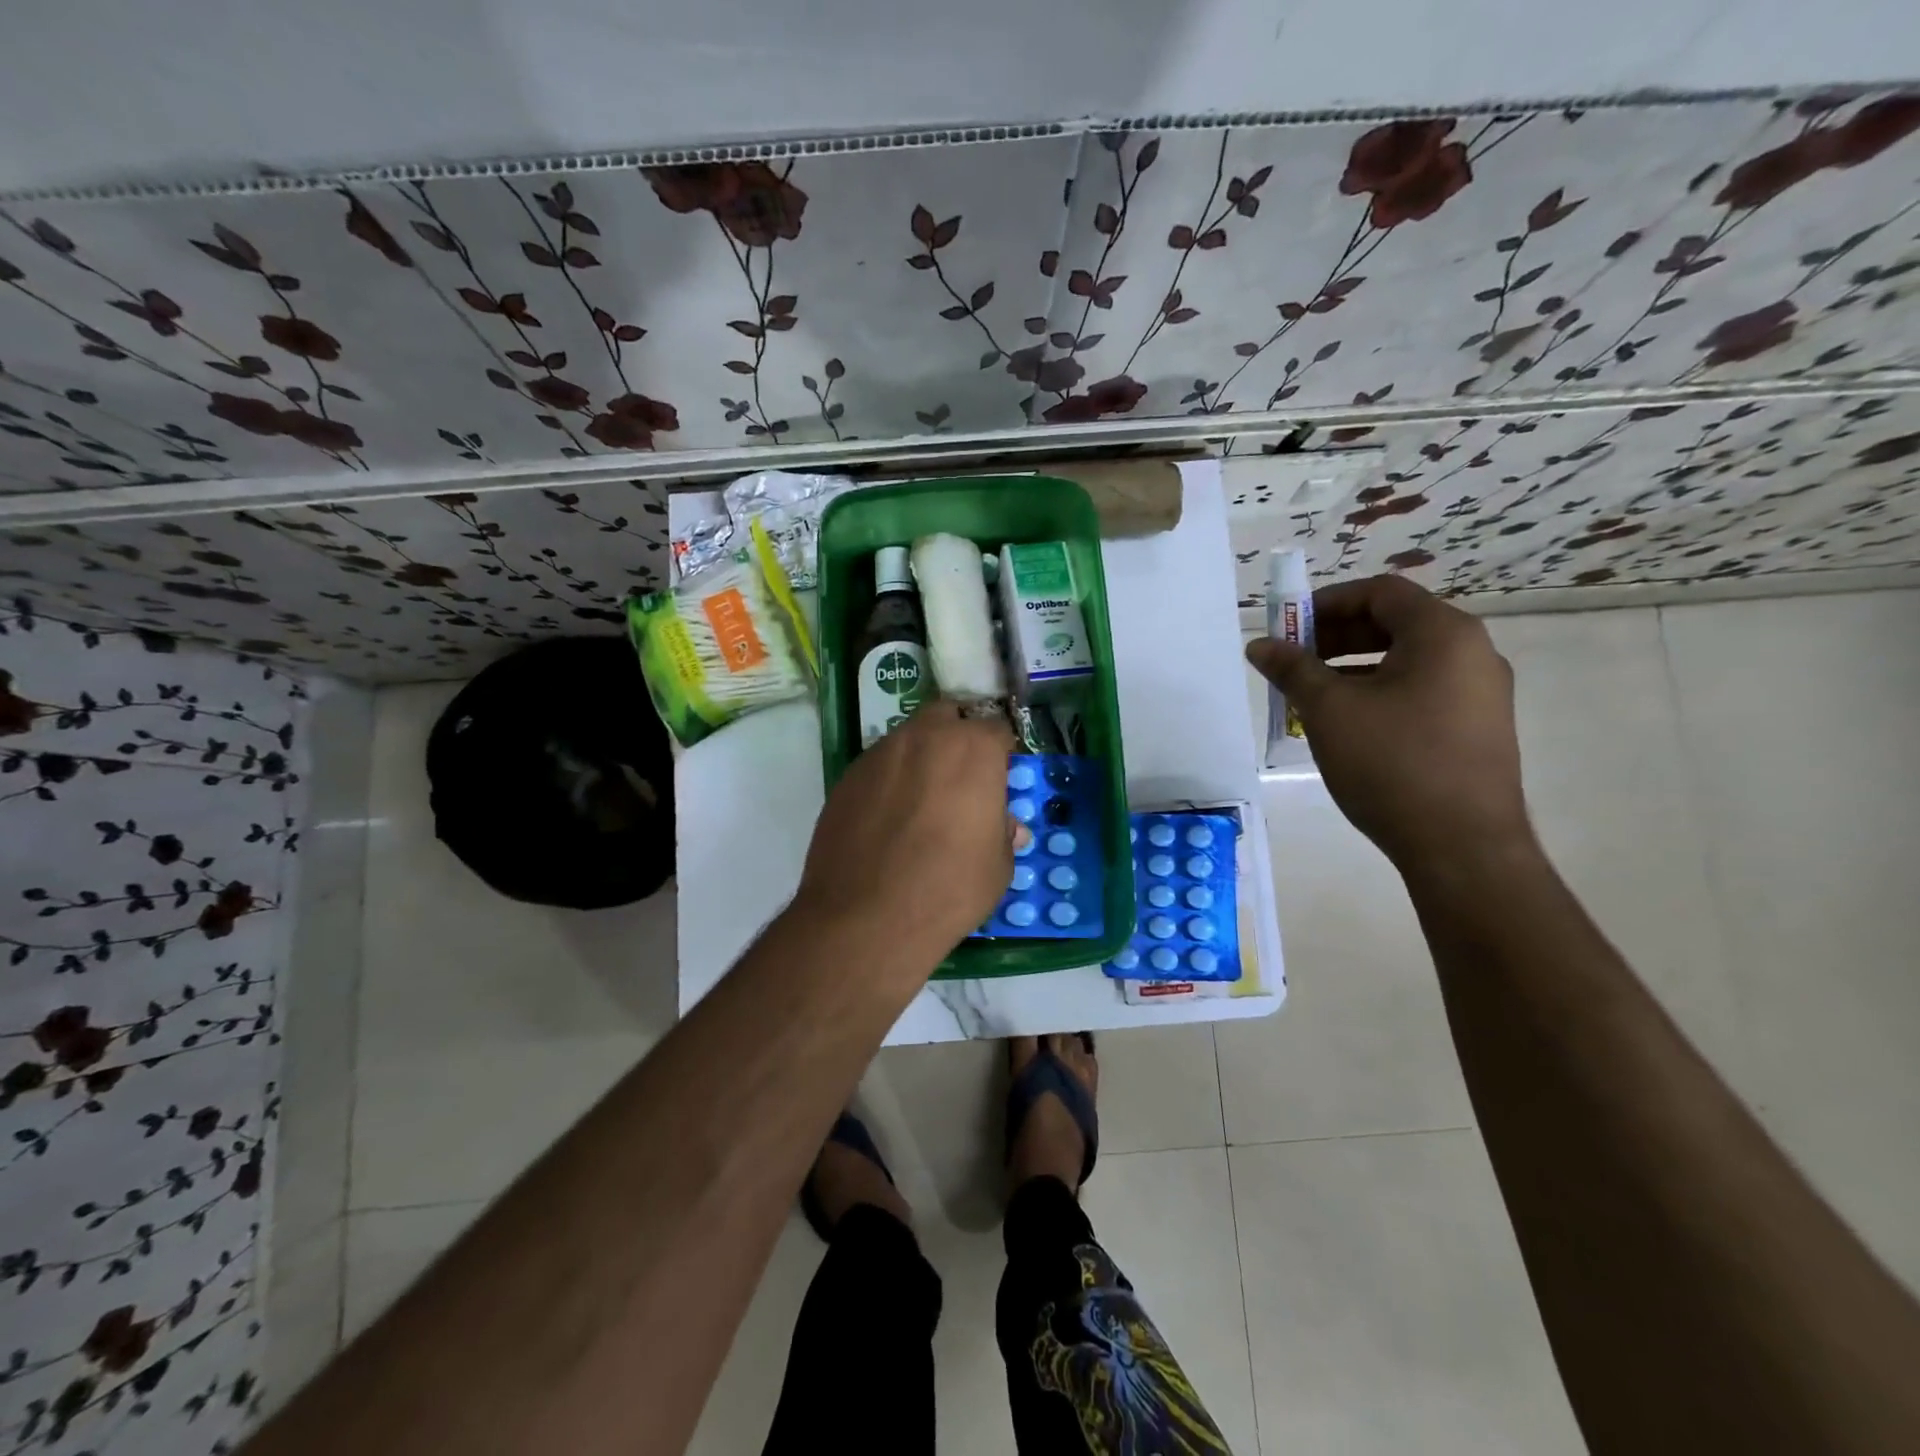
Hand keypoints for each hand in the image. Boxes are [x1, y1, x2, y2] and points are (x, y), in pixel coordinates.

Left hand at [794, 700, 1017, 966]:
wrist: (865, 918)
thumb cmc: (949, 889)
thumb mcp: (997, 866)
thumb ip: (1002, 832)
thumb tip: (1004, 825)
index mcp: (972, 749)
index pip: (996, 729)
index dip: (1001, 753)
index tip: (1000, 778)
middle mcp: (924, 737)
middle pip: (947, 716)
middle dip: (957, 738)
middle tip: (961, 779)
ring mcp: (879, 754)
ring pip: (908, 739)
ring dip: (921, 758)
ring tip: (921, 802)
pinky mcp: (846, 777)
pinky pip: (878, 767)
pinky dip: (890, 781)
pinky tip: (888, 820)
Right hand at [1246, 574, 1532, 871]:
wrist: (1462, 847)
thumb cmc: (1392, 763)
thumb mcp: (1329, 710)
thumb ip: (1292, 669)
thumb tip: (1260, 645)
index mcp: (1444, 634)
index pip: (1380, 593)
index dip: (1327, 602)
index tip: (1289, 626)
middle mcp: (1473, 653)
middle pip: (1395, 623)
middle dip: (1336, 636)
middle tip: (1293, 660)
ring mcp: (1481, 693)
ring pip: (1407, 660)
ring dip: (1353, 666)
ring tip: (1311, 695)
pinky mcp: (1477, 728)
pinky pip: (1421, 690)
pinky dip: (1379, 692)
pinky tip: (1347, 724)